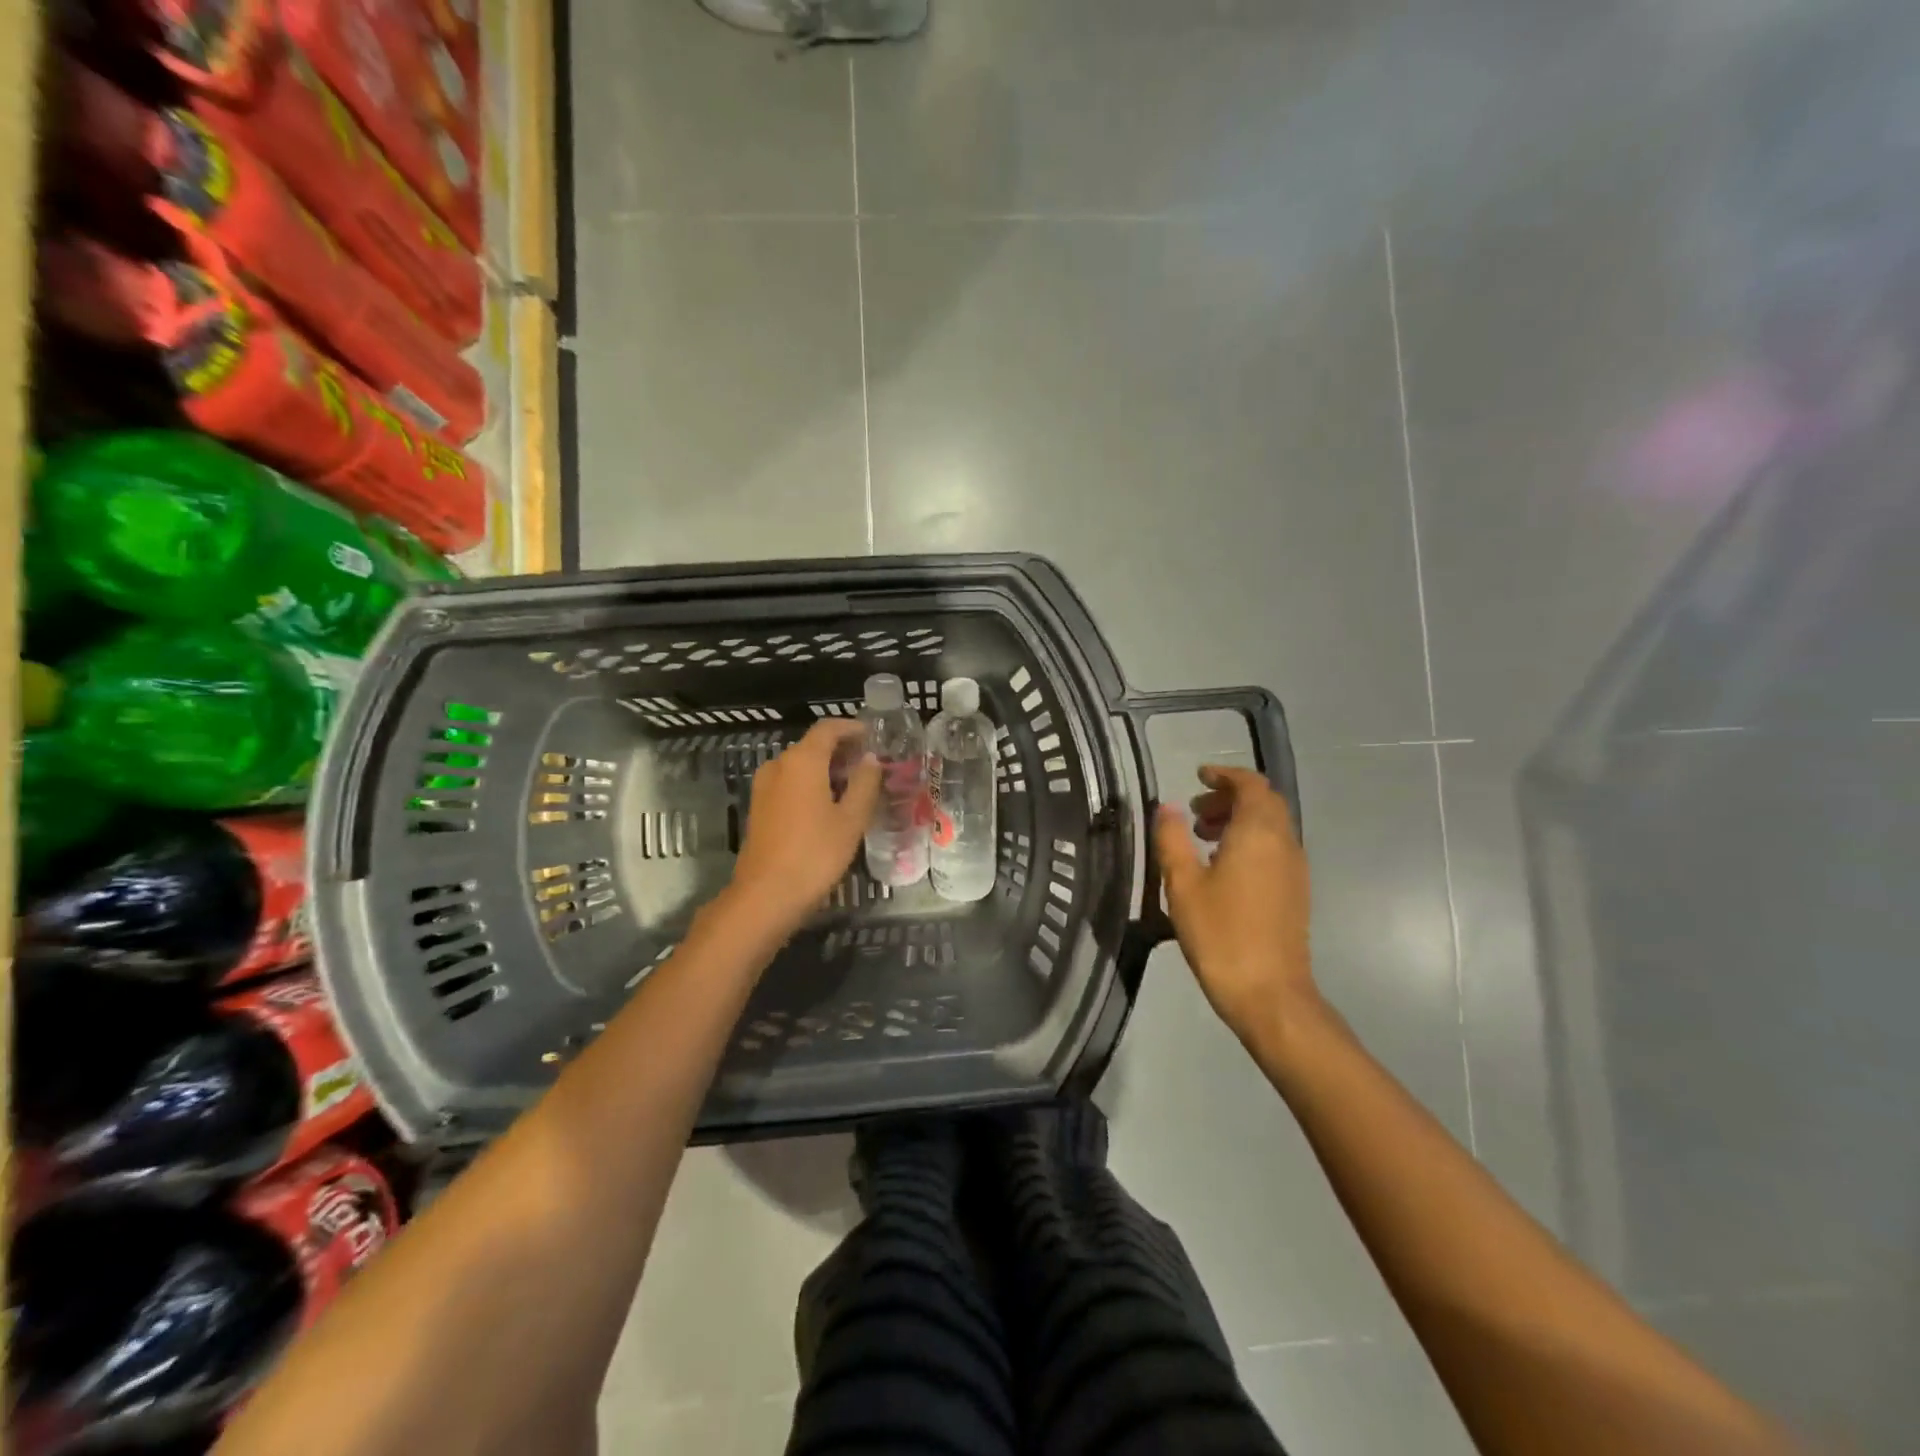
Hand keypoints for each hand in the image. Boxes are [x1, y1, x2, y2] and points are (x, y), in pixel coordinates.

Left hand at [726, 718, 881, 935]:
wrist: (766, 895)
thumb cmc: (815, 853)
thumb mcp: (851, 819)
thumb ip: (864, 783)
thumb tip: (871, 759)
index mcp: (802, 761)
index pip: (828, 729)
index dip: (852, 728)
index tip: (874, 736)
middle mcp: (779, 765)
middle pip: (813, 745)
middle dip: (842, 750)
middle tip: (871, 764)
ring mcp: (765, 787)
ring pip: (800, 766)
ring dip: (827, 769)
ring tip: (855, 785)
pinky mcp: (760, 807)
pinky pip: (790, 783)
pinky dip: (811, 784)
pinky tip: (831, 804)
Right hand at [1154, 765, 1315, 1047]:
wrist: (1269, 993)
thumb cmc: (1221, 935)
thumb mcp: (1183, 885)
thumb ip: (1172, 839)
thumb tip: (1166, 807)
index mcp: (1258, 834)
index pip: (1251, 784)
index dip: (1225, 774)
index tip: (1198, 776)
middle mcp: (1283, 843)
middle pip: (1264, 802)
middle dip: (1230, 797)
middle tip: (1194, 811)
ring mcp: (1294, 869)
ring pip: (1271, 826)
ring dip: (1239, 820)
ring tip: (1202, 836)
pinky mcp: (1295, 891)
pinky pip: (1274, 848)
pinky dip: (1249, 841)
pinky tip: (1221, 867)